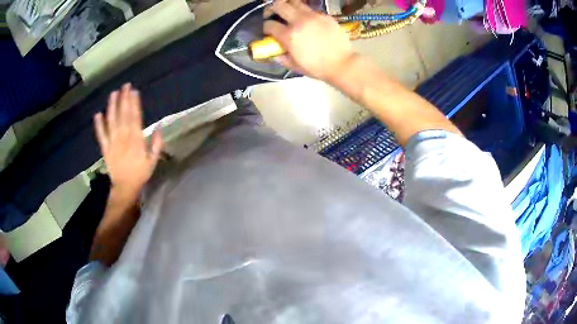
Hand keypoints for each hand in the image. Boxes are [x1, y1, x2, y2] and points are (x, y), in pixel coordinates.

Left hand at [94, 84, 162, 197]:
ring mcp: (113, 143)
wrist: (125, 188)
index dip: (134, 104)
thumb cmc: (140, 174)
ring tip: (113, 94)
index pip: (135, 118)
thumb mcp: (153, 161)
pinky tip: (97, 114)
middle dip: (124, 100)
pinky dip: (98, 125)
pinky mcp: (105, 149)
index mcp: (136, 141)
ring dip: (112, 107)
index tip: (134, 91)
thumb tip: (159, 127)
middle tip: (125, 86)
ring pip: (112, 122)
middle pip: (123, 116)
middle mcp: (123, 139)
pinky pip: (101, 135)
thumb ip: (156, 144)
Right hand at [264, 0, 355, 80]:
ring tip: (289, 12)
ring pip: (295, 2)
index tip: (268, 31)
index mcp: (289, 36)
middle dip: (272, 9)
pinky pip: (310, 9)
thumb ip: (281, 58)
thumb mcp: (295, 66)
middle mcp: (299, 21)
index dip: (265, 28)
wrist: (342, 64)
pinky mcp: (325, 16)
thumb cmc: (318, 68)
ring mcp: (313, 16)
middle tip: (273, 14)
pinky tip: (307, 20)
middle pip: (279, 6)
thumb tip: (273, 53)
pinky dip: (305, 12)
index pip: (269, 25)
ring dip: (289, 6)